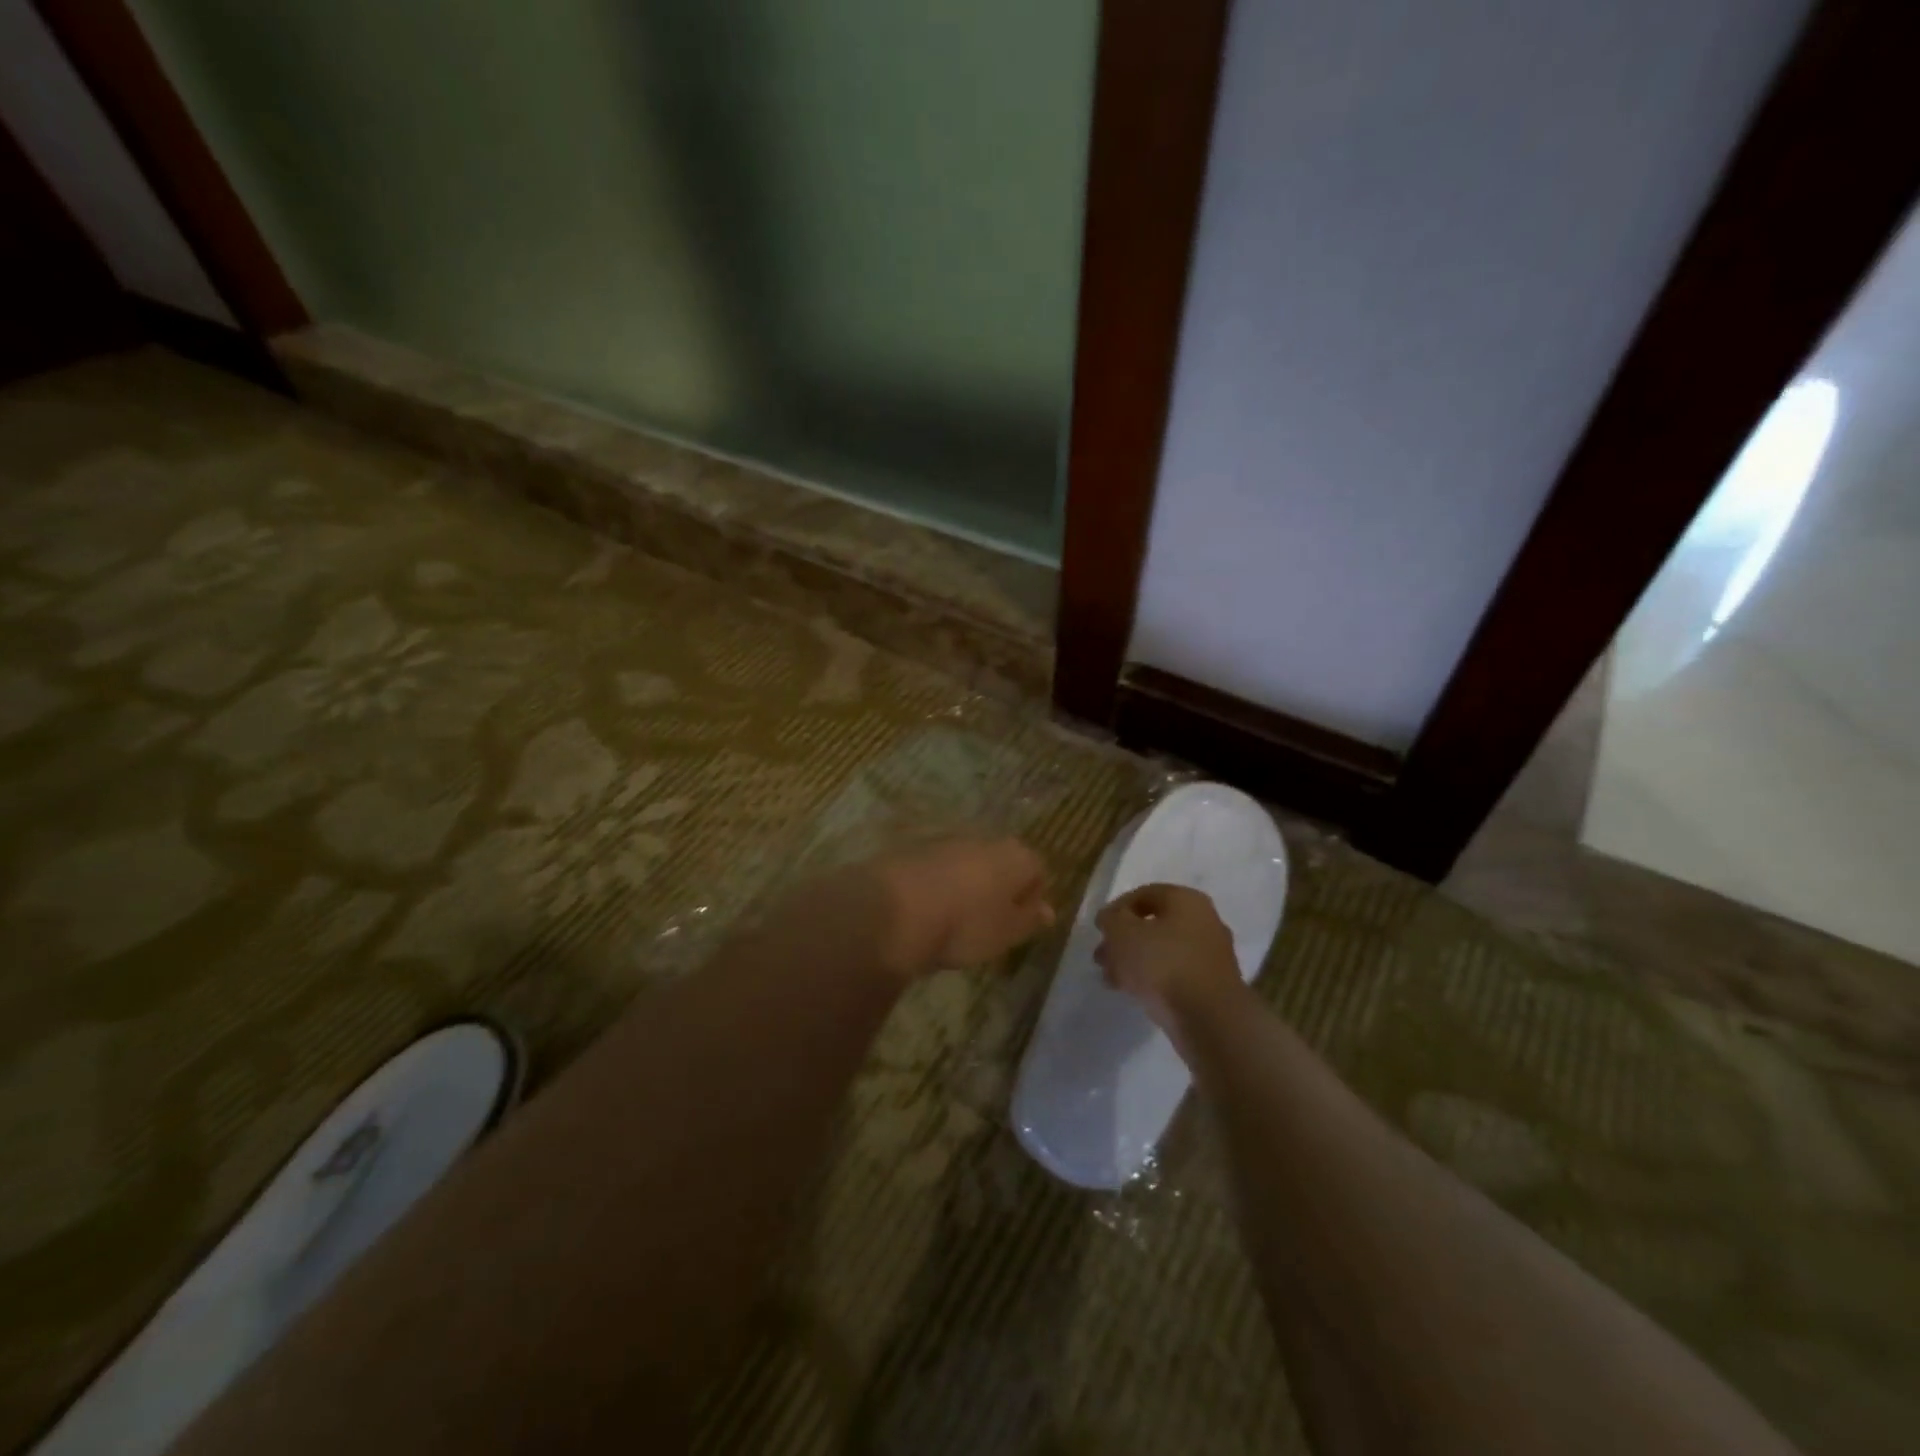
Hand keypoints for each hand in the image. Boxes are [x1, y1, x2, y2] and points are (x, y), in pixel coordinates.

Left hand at [870, 836, 1054, 976]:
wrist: (893, 909)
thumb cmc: (964, 924)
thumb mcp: (1005, 933)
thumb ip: (1029, 920)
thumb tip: (1048, 910)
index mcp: (1014, 856)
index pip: (1037, 870)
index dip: (1032, 896)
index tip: (1020, 924)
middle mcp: (983, 839)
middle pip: (1001, 861)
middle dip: (998, 887)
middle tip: (988, 922)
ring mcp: (944, 840)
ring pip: (966, 863)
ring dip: (965, 885)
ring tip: (953, 919)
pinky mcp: (911, 849)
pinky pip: (935, 867)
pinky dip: (936, 884)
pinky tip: (926, 910)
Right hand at [1095, 883, 1243, 1039]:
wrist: (1209, 1019)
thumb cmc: (1163, 964)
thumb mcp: (1122, 934)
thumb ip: (1111, 920)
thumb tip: (1111, 918)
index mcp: (1187, 900)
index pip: (1144, 894)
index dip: (1116, 909)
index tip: (1098, 929)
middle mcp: (1205, 921)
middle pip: (1154, 925)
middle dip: (1123, 940)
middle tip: (1101, 957)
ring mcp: (1212, 955)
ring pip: (1163, 951)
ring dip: (1134, 961)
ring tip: (1111, 979)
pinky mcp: (1213, 986)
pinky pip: (1176, 974)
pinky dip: (1153, 979)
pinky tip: (1132, 993)